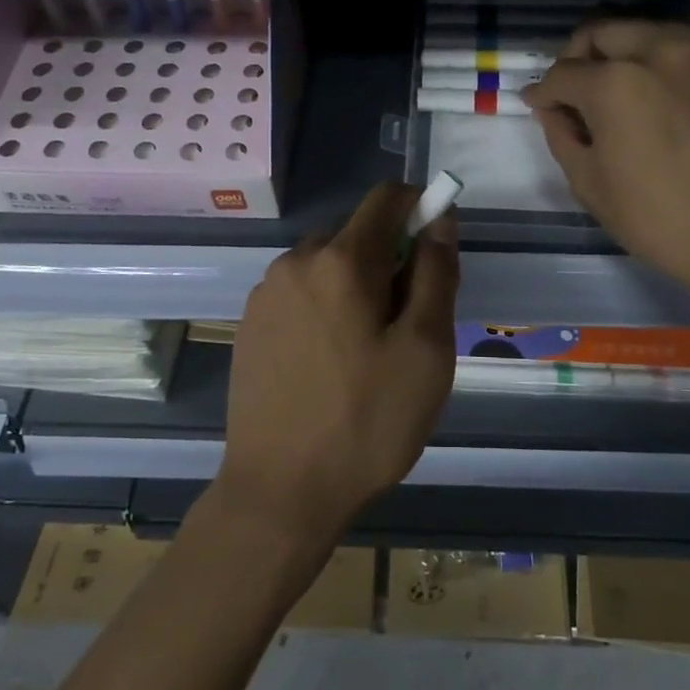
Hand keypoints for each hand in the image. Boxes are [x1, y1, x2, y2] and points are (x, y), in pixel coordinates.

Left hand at [219, 182, 459, 542]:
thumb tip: (439, 218)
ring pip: (328, 264)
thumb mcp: (425, 350)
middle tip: (404, 325)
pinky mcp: (250, 323)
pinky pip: (300, 292)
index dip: (420, 209)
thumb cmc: (367, 422)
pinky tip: (329, 363)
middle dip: (389, 260)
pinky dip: (325, 307)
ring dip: (356, 286)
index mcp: (341, 260)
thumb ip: (436, 273)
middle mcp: (296, 261)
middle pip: (357, 233)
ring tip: (366, 352)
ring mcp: (266, 292)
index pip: (386, 198)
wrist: (279, 491)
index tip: (435, 254)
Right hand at [520, 20, 689, 319]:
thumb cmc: (656, 219)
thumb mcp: (588, 183)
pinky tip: (671, 107)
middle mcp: (662, 53)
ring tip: (624, 89)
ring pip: (653, 33)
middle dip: (580, 56)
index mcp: (616, 82)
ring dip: (627, 53)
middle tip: (576, 88)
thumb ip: (561, 134)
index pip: (563, 73)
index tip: (539, 104)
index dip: (543, 92)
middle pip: (605, 31)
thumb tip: (553, 108)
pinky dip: (671, 72)